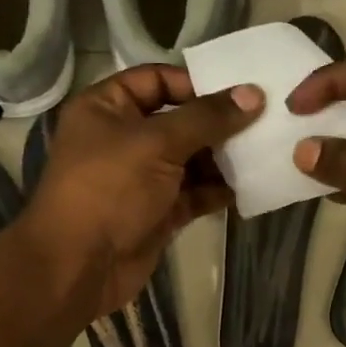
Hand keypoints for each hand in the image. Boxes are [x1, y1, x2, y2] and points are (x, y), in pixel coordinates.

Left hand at [22, 66, 263, 321]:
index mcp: (106, 108)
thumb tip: (253, 94)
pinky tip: (250, 185)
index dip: (195, 83)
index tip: (239, 92)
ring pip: (190, 159)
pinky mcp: (158, 212)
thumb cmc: (109, 189)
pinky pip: (194, 193)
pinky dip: (218, 190)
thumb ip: (207, 118)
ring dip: (223, 158)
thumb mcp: (157, 143)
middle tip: (265, 120)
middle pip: (179, 120)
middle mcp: (123, 138)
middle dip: (218, 123)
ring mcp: (141, 178)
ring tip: (264, 151)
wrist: (80, 266)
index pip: (155, 79)